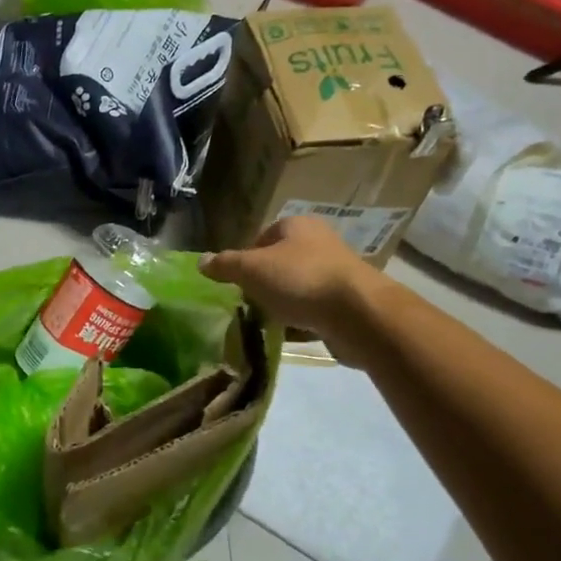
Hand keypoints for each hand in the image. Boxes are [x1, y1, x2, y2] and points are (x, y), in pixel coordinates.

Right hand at [200, 217, 385, 366]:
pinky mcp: (348, 302)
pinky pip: (315, 310)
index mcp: (298, 226)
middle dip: (264, 283)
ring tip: (267, 322)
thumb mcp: (252, 269)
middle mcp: (320, 243)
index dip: (246, 257)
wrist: (359, 314)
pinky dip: (301, 321)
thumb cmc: (300, 280)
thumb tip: (201, 261)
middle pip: (281, 262)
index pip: (263, 236)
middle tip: (248, 302)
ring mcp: (337, 273)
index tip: (237, 281)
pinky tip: (290, 335)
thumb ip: (225, 265)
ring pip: (298, 287)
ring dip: (283, 303)